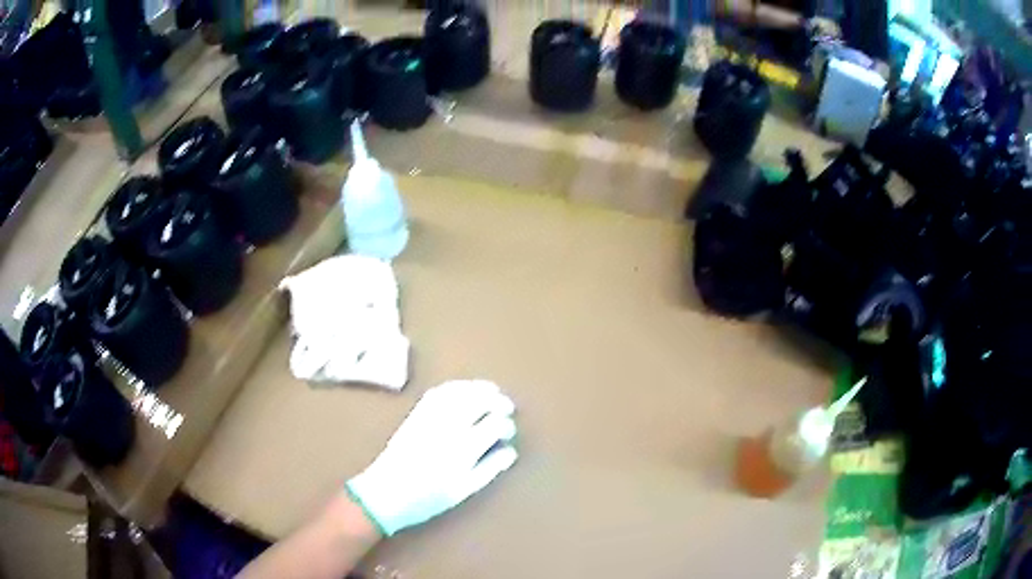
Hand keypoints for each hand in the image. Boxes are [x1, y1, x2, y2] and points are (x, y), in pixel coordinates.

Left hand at [346, 380, 518, 535]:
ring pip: (460, 392)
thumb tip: (510, 451)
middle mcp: (448, 428)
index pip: (494, 424)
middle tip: (507, 407)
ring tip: (491, 391)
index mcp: (463, 449)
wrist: (385, 493)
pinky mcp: (415, 415)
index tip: (509, 433)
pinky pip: (438, 393)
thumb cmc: (427, 499)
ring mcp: (430, 418)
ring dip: (479, 388)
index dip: (506, 425)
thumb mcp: (463, 491)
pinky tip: (464, 390)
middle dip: (497, 400)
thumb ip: (489, 469)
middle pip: (479, 401)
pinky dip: (455, 387)